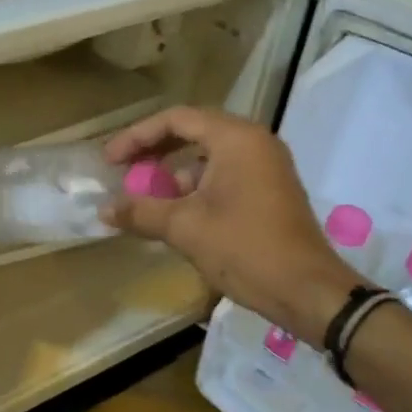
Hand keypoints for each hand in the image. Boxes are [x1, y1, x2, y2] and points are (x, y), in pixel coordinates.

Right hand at [101, 107, 361, 345]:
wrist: (307, 291)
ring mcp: (266, 165)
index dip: (137, 136)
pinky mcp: (269, 189)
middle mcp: (254, 142)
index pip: (176, 120)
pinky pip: (224, 174)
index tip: (110, 160)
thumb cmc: (245, 249)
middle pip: (193, 131)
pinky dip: (196, 186)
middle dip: (154, 151)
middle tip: (123, 171)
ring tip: (145, 196)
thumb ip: (141, 211)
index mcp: (236, 139)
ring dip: (173, 172)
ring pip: (208, 155)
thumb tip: (104, 209)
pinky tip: (174, 212)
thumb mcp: (185, 228)